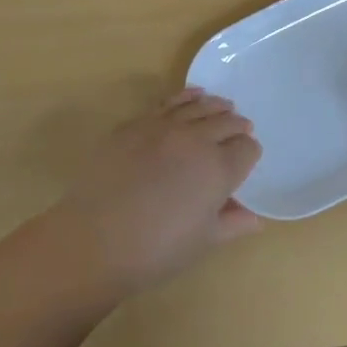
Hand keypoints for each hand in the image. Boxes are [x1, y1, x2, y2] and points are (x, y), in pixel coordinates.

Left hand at [50, 88, 262, 295]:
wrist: (93, 240)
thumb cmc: (156, 250)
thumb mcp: (203, 242)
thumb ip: (232, 224)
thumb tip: (254, 217)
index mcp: (219, 169)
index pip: (248, 149)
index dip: (249, 155)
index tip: (244, 163)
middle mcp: (197, 139)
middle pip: (227, 122)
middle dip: (236, 128)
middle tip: (239, 132)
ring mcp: (164, 127)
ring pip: (200, 106)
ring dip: (216, 107)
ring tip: (223, 108)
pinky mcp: (135, 124)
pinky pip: (169, 103)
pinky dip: (186, 97)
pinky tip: (192, 96)